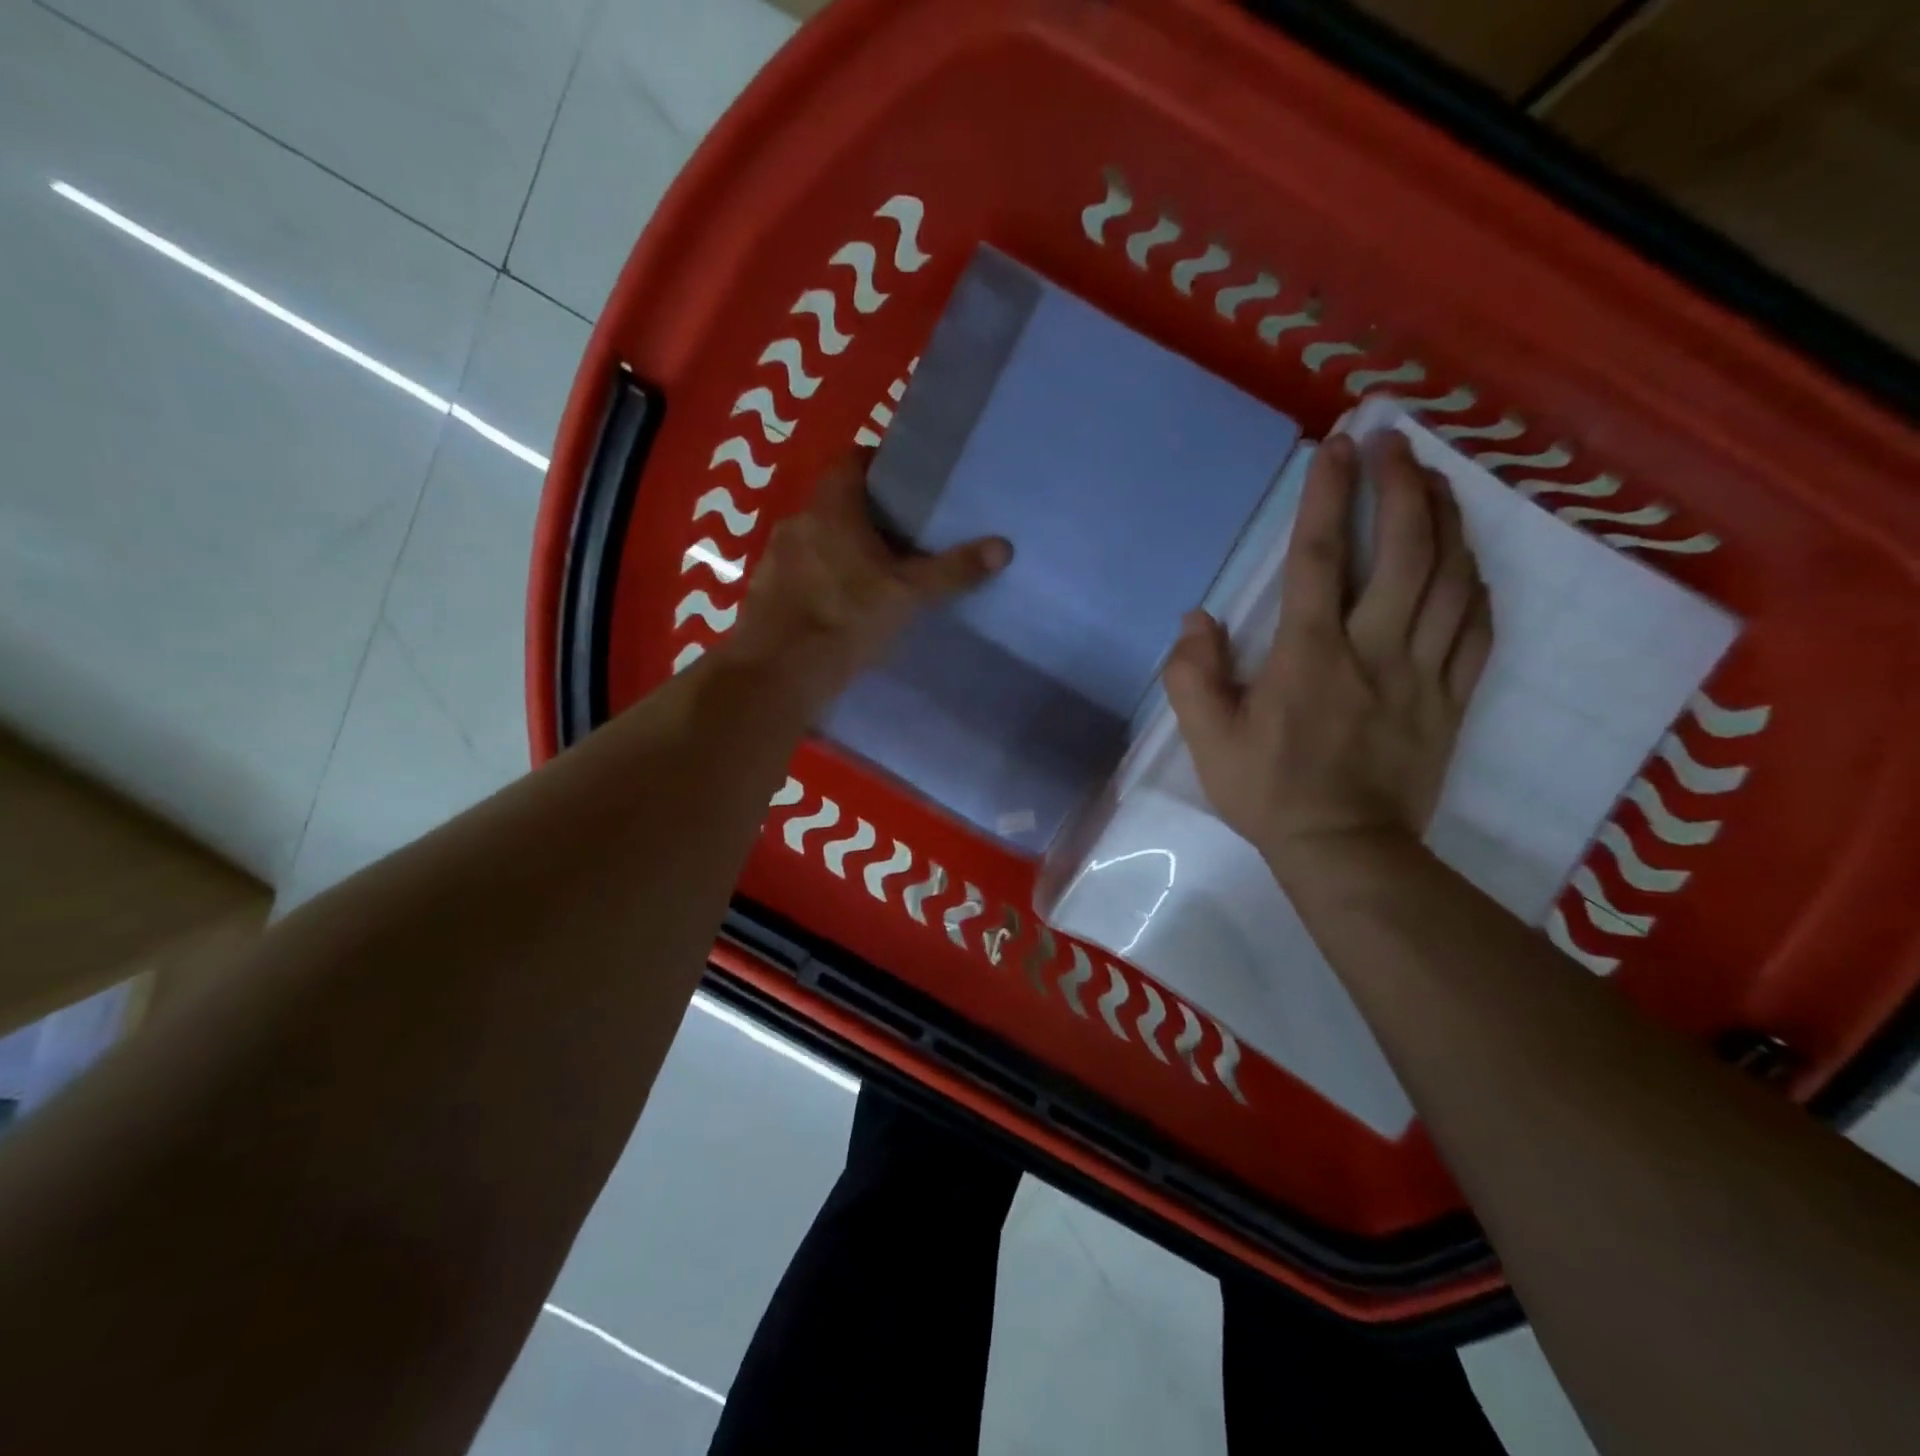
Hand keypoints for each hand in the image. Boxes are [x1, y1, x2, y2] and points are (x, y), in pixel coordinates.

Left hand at [720, 453, 1011, 707]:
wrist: (778, 673)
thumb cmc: (845, 618)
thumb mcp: (907, 594)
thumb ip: (952, 570)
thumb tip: (1004, 546)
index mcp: (831, 507)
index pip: (852, 461)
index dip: (878, 465)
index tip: (905, 485)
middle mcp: (797, 521)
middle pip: (836, 502)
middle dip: (866, 515)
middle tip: (902, 536)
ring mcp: (774, 557)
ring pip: (815, 540)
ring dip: (840, 549)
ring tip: (874, 573)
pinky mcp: (764, 592)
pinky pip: (798, 572)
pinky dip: (819, 579)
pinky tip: (839, 606)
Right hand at [1163, 431, 1493, 879]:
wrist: (1345, 849)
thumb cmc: (1269, 791)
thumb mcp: (1207, 740)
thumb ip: (1192, 676)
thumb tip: (1196, 619)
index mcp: (1309, 655)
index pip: (1319, 558)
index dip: (1327, 496)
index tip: (1336, 445)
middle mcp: (1373, 649)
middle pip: (1404, 551)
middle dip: (1402, 486)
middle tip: (1397, 443)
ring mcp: (1422, 672)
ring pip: (1450, 580)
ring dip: (1446, 521)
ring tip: (1437, 483)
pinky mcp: (1452, 699)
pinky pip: (1477, 629)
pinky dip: (1475, 584)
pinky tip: (1468, 561)